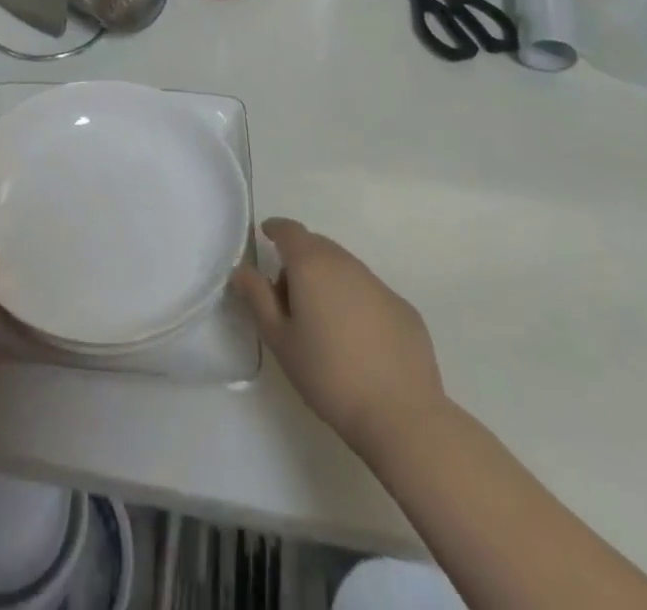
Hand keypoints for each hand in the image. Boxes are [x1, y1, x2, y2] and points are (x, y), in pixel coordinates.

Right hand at [232, 218, 445, 456]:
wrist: (402, 416)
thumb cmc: (329, 376)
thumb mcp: (280, 340)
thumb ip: (257, 298)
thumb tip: (243, 270)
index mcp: (311, 265)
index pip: (289, 230)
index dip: (275, 230)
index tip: (266, 237)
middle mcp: (346, 264)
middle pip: (317, 246)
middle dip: (299, 259)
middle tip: (288, 297)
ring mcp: (379, 284)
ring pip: (344, 268)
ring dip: (328, 280)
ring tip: (322, 322)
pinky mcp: (404, 308)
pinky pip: (369, 291)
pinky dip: (355, 301)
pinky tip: (358, 339)